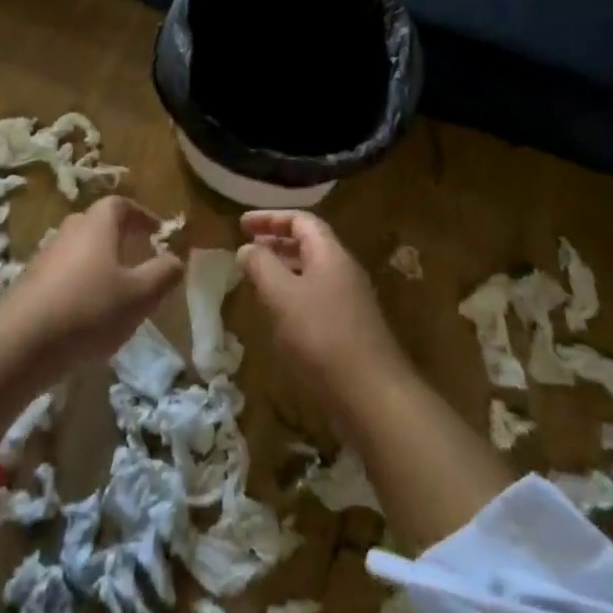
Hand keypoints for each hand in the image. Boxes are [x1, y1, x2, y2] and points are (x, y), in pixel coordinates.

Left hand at [2, 195, 183, 365]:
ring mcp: (45, 258)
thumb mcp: (140, 295)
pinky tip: (88, 313)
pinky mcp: (30, 284)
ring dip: (98, 262)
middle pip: (95, 224)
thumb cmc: (89, 309)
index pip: (119, 204)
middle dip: (119, 236)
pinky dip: (80, 284)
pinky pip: (63, 274)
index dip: (141, 214)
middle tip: (138, 255)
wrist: (22, 341)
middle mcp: (69, 232)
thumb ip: (163, 274)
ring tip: (116, 289)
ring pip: (78, 250)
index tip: (157, 231)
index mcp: (97, 226)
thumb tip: (176, 258)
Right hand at [237, 210, 408, 401]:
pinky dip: (292, 293)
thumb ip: (261, 266)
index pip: (301, 220)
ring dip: (282, 267)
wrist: (371, 394)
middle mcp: (343, 270)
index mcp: (330, 254)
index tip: (241, 224)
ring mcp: (349, 300)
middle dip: (275, 240)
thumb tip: (246, 248)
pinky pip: (315, 296)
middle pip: (308, 243)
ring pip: (311, 271)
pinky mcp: (348, 328)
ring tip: (255, 276)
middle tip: (246, 246)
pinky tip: (277, 313)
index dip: (270, 218)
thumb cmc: (322, 336)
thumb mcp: (282, 295)